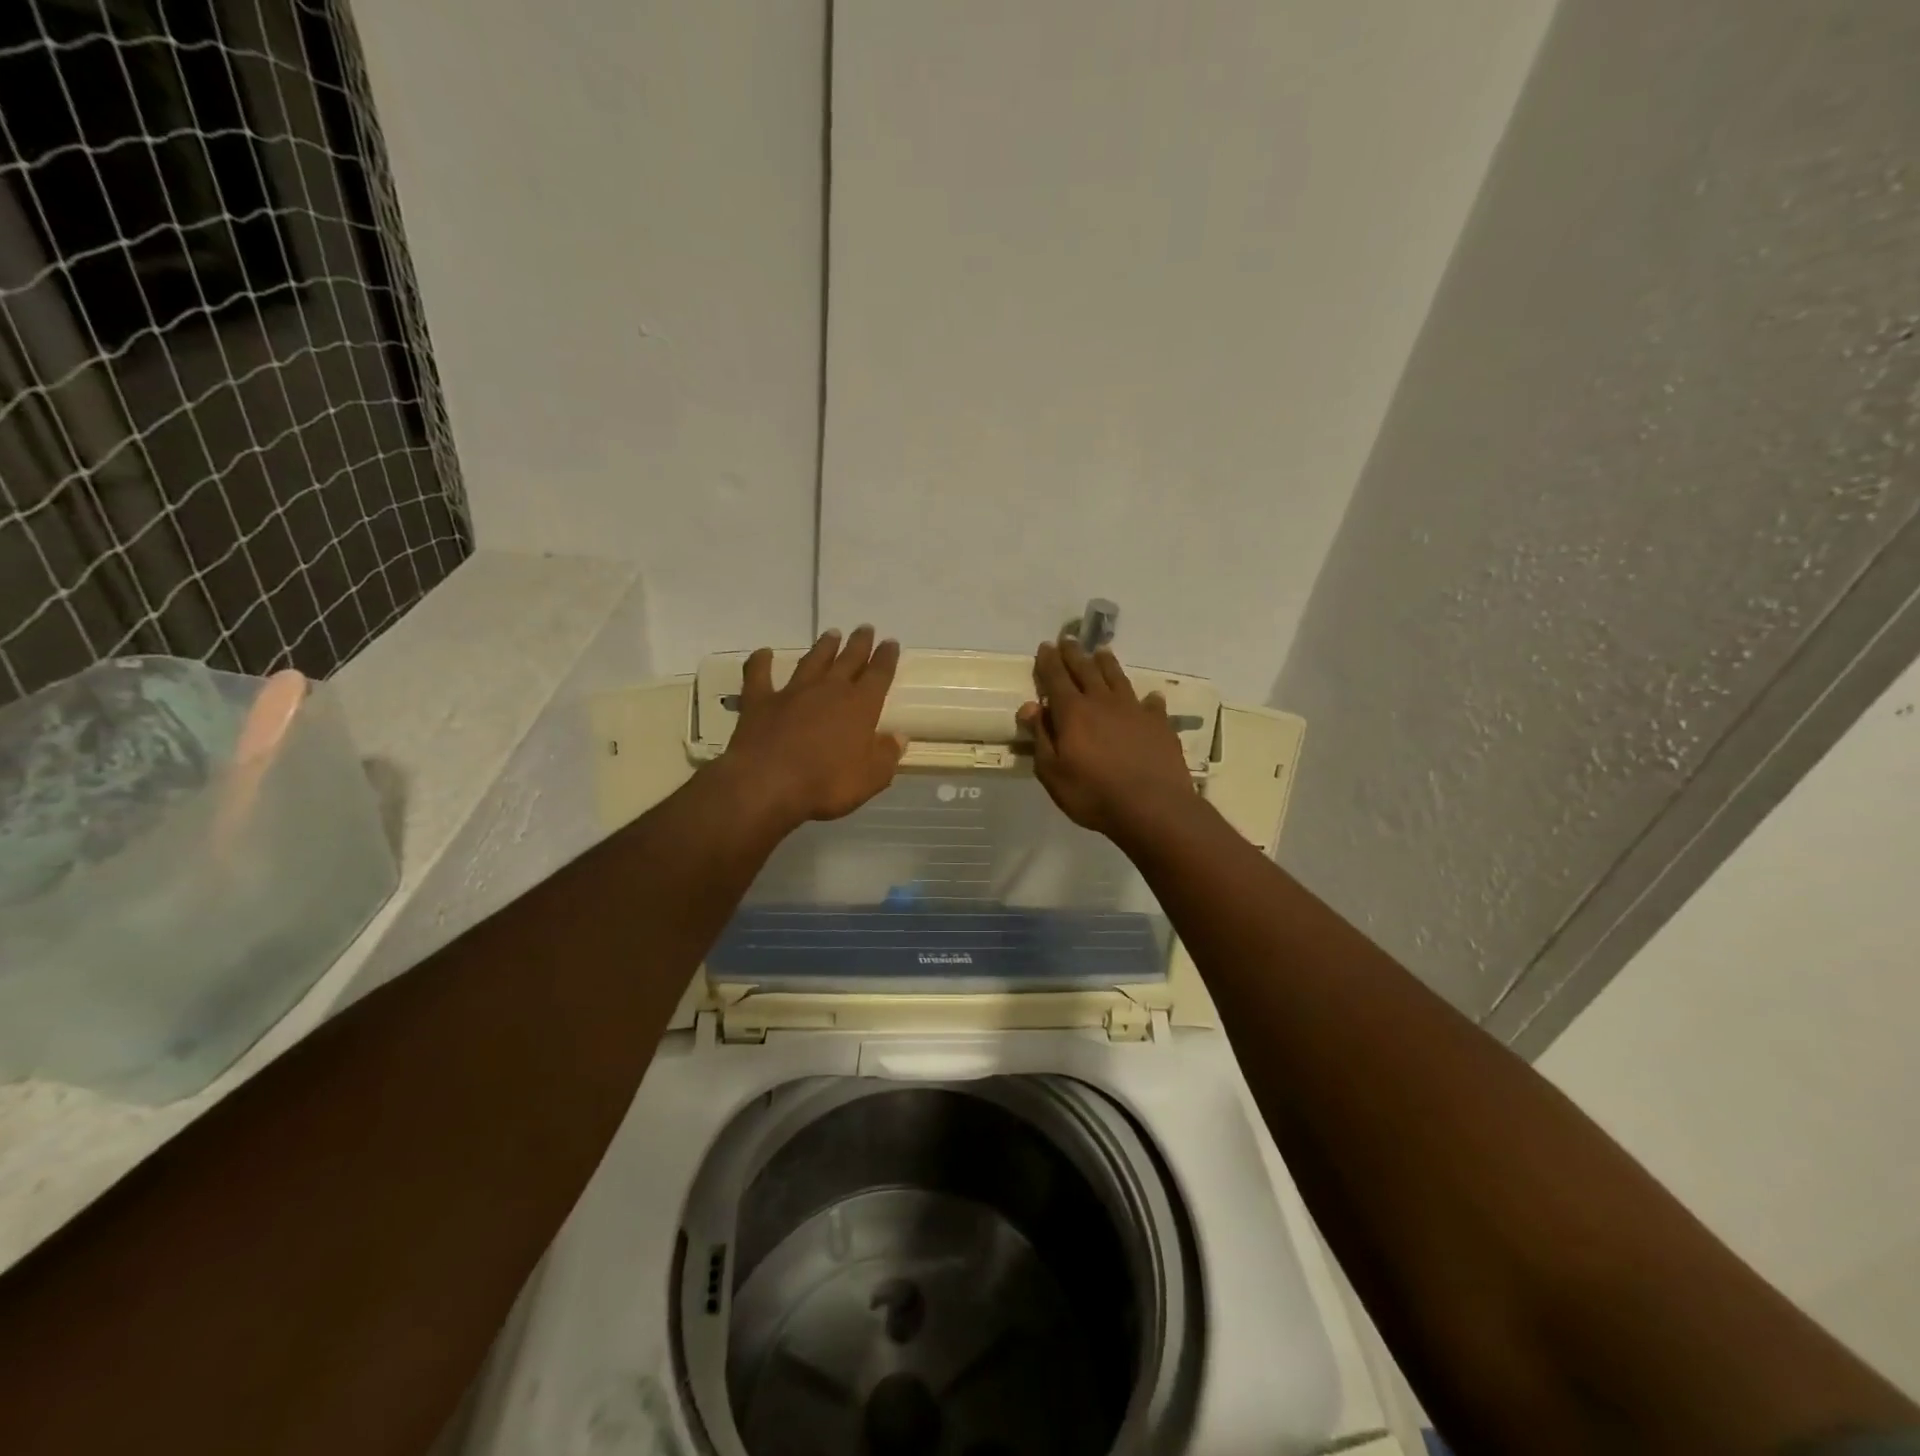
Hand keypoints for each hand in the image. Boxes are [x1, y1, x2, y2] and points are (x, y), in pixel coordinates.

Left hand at [723, 626, 904, 826]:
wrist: (767, 784)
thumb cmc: (826, 784)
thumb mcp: (871, 778)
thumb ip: (886, 755)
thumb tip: (899, 737)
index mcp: (860, 706)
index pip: (879, 675)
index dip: (886, 658)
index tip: (891, 643)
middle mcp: (829, 690)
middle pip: (848, 660)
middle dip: (859, 644)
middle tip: (865, 628)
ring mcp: (793, 692)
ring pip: (812, 661)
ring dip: (823, 647)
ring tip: (831, 634)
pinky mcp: (760, 701)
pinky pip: (760, 675)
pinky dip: (761, 662)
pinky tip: (764, 653)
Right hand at [1017, 639, 1196, 840]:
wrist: (1153, 807)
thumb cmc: (1093, 794)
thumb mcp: (1052, 772)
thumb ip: (1041, 736)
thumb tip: (1030, 706)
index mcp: (1073, 712)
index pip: (1056, 678)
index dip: (1049, 661)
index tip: (1045, 646)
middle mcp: (1103, 702)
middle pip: (1086, 671)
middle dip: (1074, 654)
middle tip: (1068, 640)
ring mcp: (1135, 711)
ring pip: (1118, 679)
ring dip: (1107, 664)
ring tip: (1102, 653)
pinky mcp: (1159, 725)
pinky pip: (1152, 705)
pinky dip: (1148, 699)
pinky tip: (1150, 697)